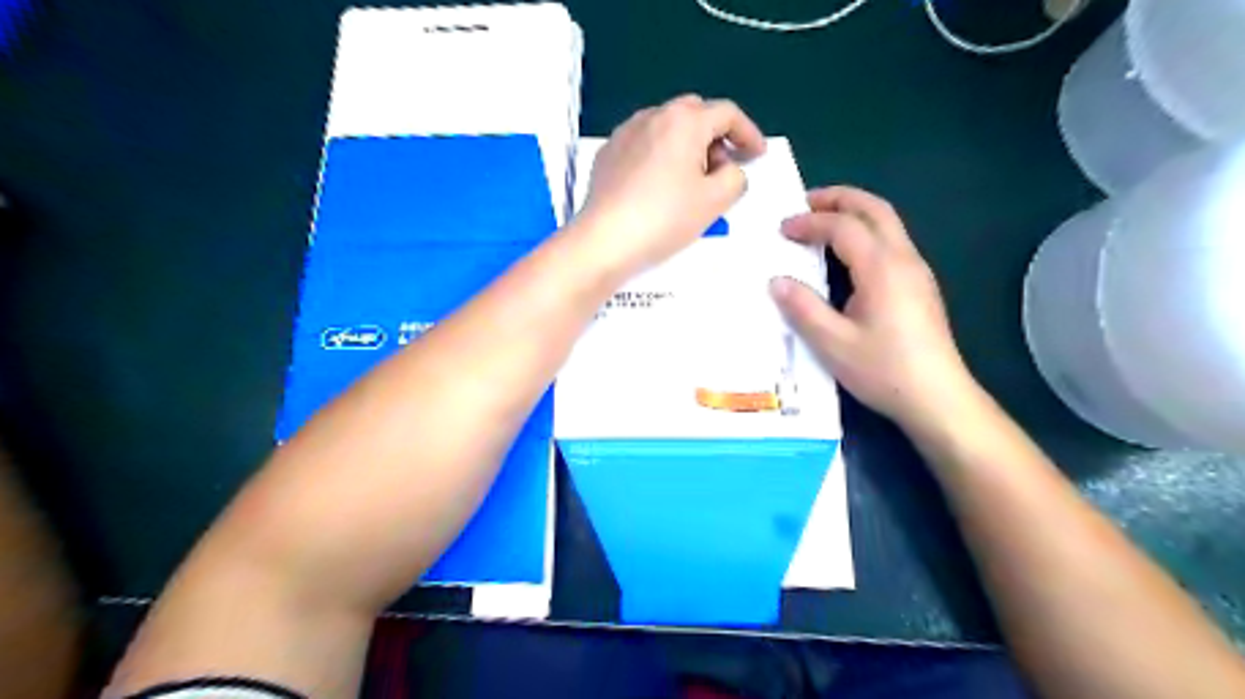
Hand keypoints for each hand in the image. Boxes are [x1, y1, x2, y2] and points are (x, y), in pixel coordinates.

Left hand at [575, 94, 768, 279]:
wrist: (605, 240)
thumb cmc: (665, 218)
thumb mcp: (715, 201)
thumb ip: (736, 178)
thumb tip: (729, 170)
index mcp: (684, 121)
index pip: (727, 113)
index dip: (748, 133)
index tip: (757, 156)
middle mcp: (653, 116)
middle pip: (695, 114)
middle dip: (716, 137)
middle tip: (723, 168)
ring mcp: (625, 133)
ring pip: (667, 128)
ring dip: (687, 145)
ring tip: (691, 180)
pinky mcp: (607, 154)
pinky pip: (644, 144)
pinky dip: (661, 156)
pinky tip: (660, 186)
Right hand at [771, 185, 982, 427]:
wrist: (937, 398)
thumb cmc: (883, 370)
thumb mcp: (833, 343)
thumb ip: (803, 308)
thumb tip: (777, 281)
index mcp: (882, 268)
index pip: (844, 226)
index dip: (810, 222)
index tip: (781, 229)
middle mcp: (904, 259)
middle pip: (874, 209)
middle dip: (839, 198)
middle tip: (805, 202)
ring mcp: (917, 271)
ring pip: (887, 223)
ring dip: (854, 213)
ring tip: (822, 222)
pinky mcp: (920, 286)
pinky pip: (891, 242)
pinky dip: (864, 232)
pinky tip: (846, 255)